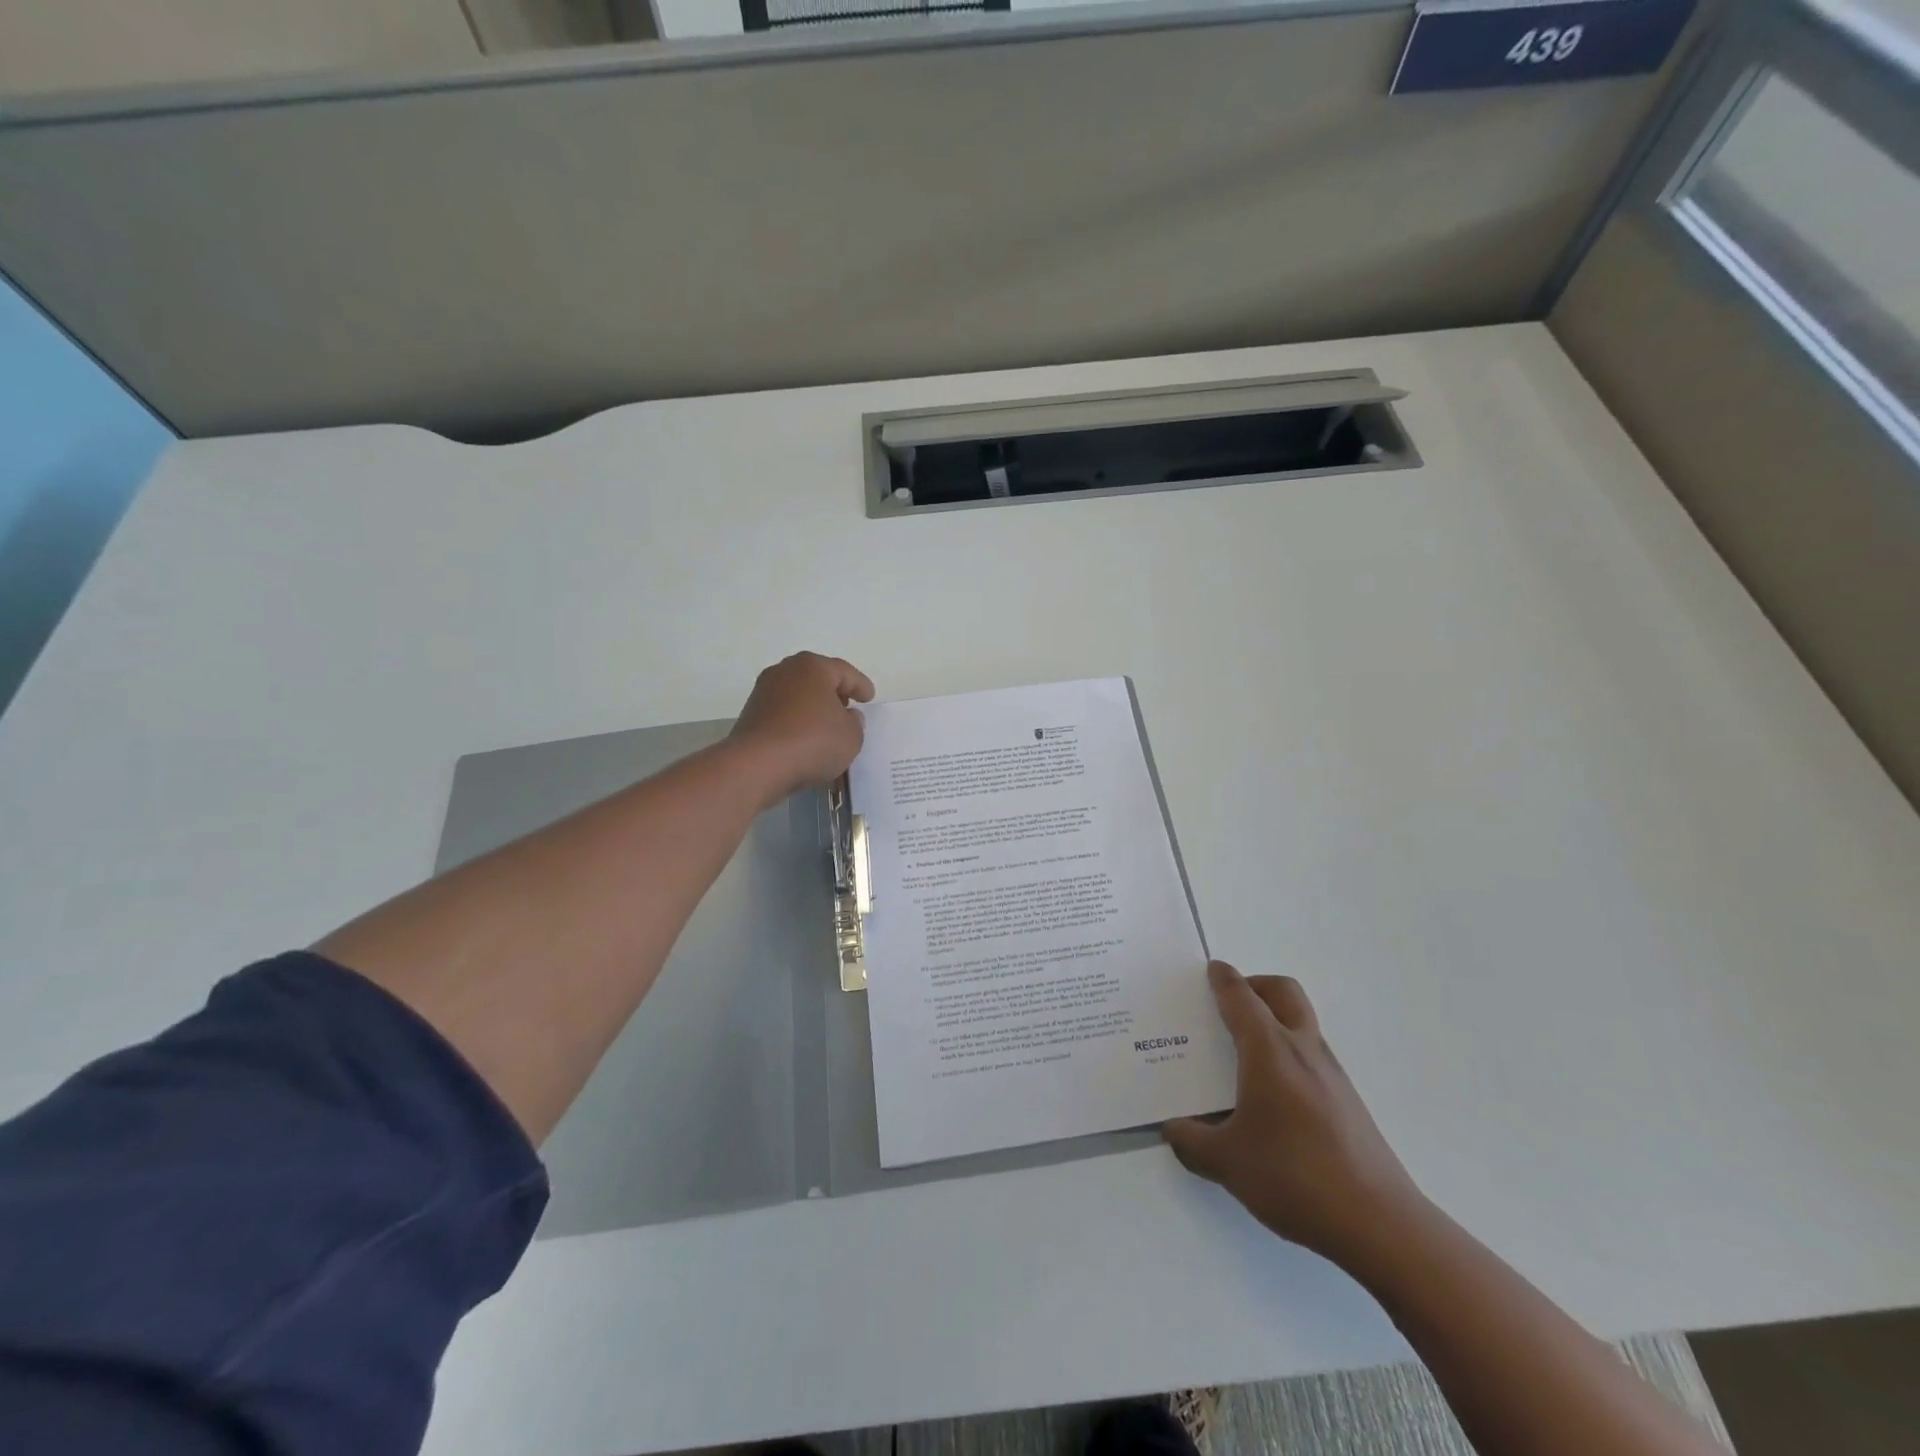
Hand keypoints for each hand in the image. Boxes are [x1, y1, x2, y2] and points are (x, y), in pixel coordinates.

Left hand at [728, 652, 875, 805]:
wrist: (758, 765)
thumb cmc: (813, 741)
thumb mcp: (851, 736)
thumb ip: (855, 723)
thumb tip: (847, 716)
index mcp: (813, 667)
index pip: (844, 672)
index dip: (860, 685)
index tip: (869, 698)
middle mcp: (786, 671)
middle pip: (817, 678)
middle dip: (834, 692)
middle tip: (848, 706)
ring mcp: (764, 691)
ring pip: (798, 695)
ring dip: (813, 707)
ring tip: (826, 726)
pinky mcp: (751, 714)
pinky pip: (783, 713)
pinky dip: (796, 721)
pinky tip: (805, 738)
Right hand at [1164, 961, 1426, 1270]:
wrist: (1379, 1224)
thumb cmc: (1294, 1177)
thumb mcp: (1226, 1163)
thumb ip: (1191, 1141)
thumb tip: (1174, 1129)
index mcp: (1269, 1050)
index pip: (1241, 997)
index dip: (1223, 979)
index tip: (1210, 970)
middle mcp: (1302, 1049)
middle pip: (1282, 991)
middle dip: (1255, 985)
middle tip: (1230, 1002)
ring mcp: (1331, 1074)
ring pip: (1301, 1022)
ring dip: (1274, 1019)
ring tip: (1243, 1052)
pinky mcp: (1348, 1101)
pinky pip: (1311, 1056)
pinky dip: (1288, 1053)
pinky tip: (1271, 1096)